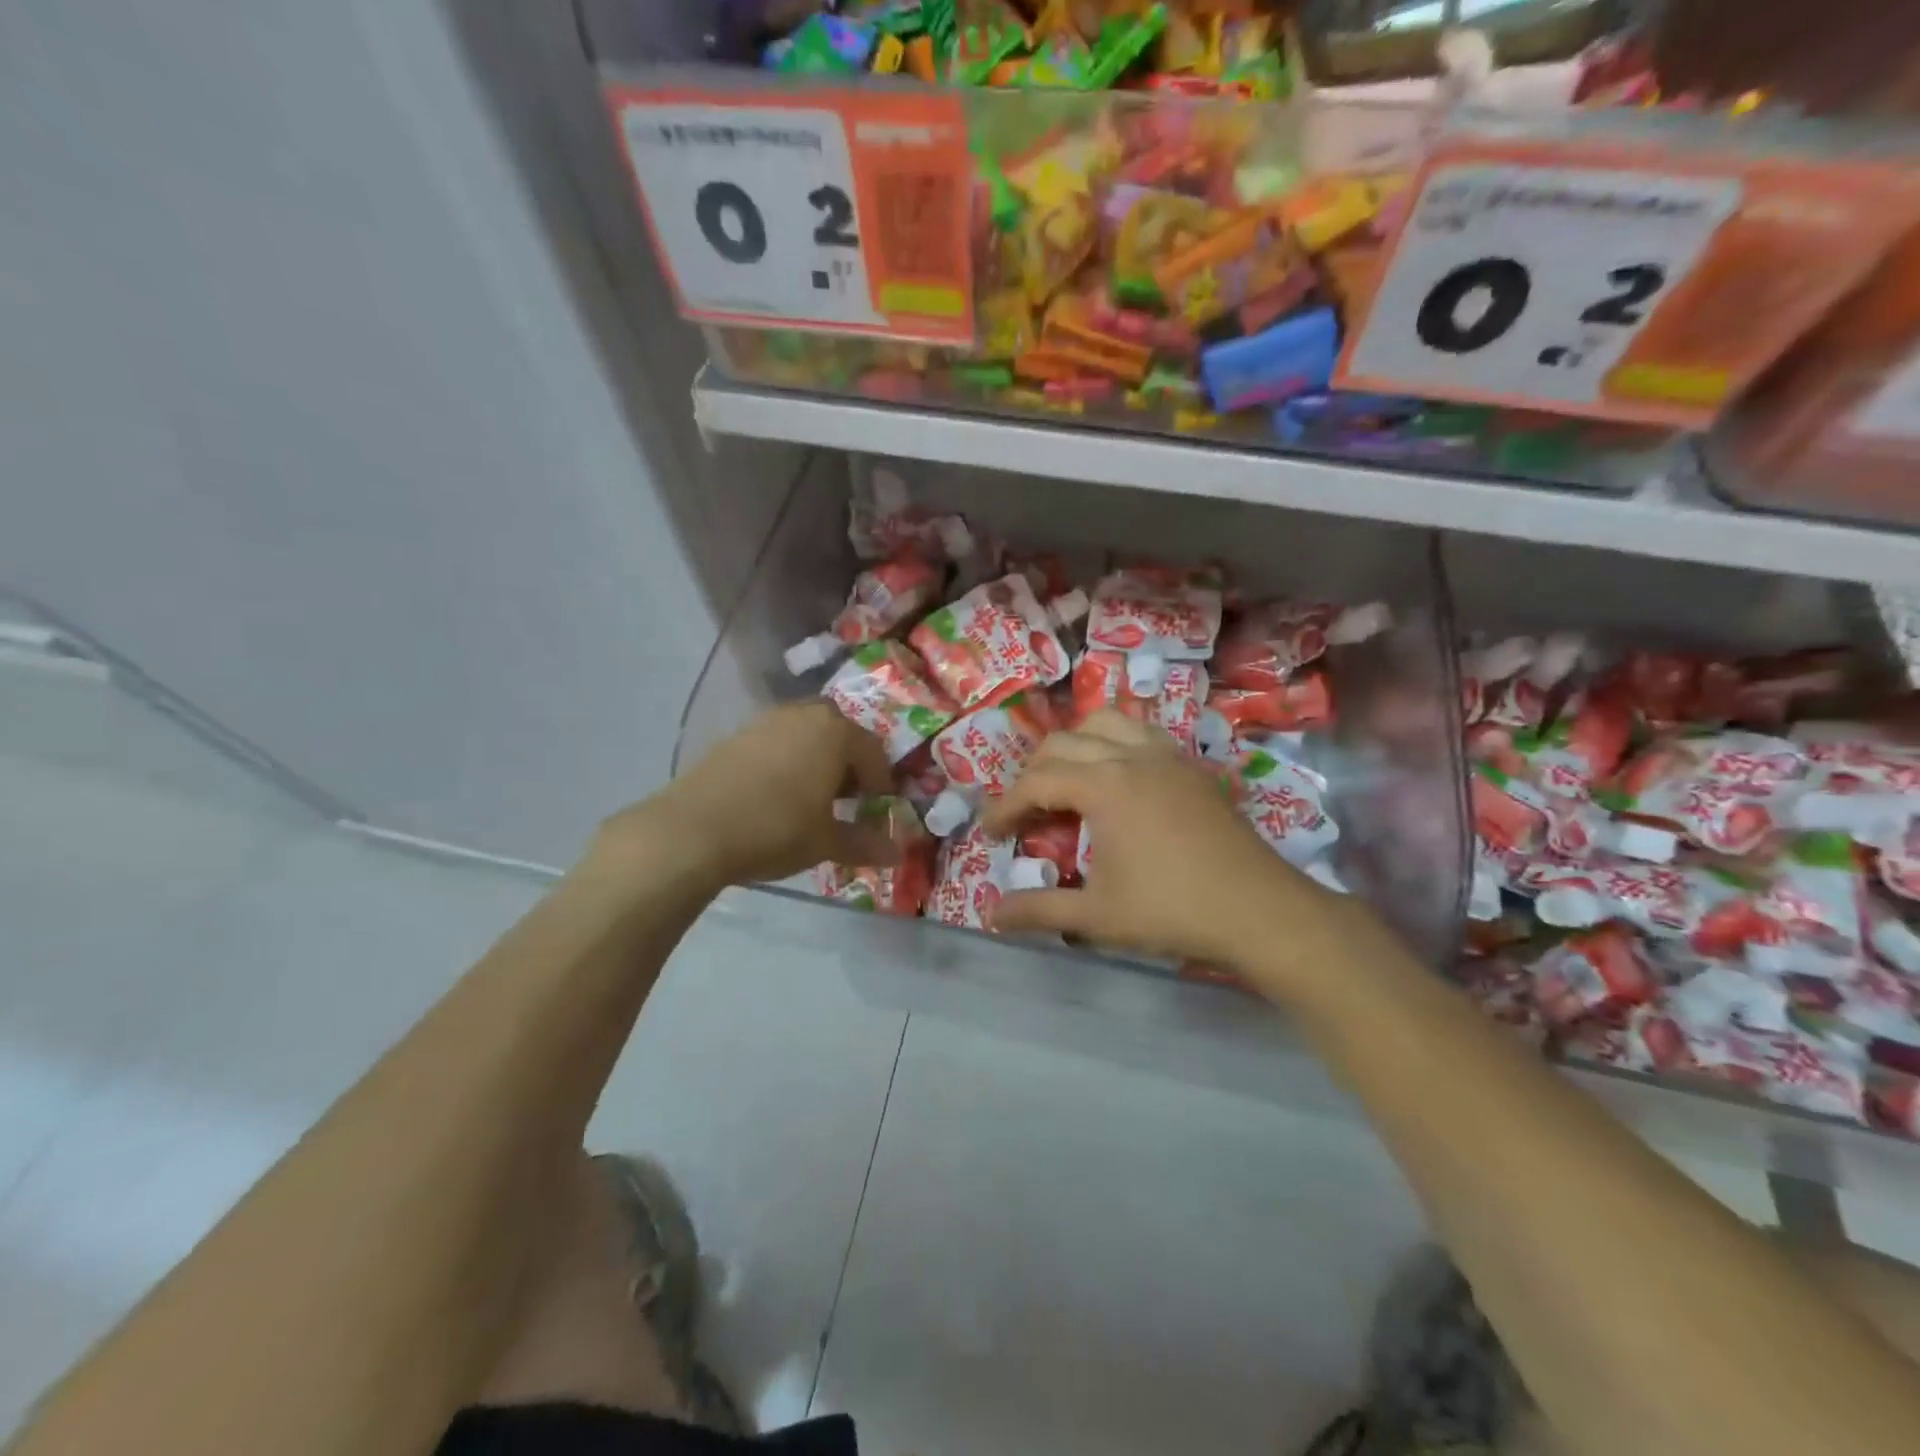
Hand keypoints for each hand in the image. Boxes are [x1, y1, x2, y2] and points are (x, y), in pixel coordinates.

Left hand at [608, 702, 901, 886]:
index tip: (880, 807)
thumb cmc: (775, 830)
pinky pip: (776, 741)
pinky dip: (787, 760)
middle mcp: (803, 715)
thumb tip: (896, 853)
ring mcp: (766, 721)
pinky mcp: (736, 735)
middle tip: (850, 797)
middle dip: (849, 762)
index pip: (873, 751)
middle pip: (840, 732)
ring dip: (817, 758)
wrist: (692, 830)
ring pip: (805, 733)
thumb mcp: (826, 842)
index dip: (882, 781)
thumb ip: (864, 843)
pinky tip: (777, 793)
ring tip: (814, 796)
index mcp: (835, 733)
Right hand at [980, 711, 1360, 994]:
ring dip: (1075, 746)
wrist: (1259, 910)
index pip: (1037, 783)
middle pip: (1063, 743)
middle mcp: (1132, 756)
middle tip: (1024, 813)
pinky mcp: (1192, 767)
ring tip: (1067, 781)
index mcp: (1104, 785)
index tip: (989, 834)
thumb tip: (990, 915)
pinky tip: (1118, 778)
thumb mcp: (1096, 916)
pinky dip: (1115, 743)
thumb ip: (1038, 910)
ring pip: (1106, 723)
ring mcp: (1167, 756)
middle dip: (1033, 774)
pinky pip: (1142, 733)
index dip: (1005, 806)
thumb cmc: (1172, 911)